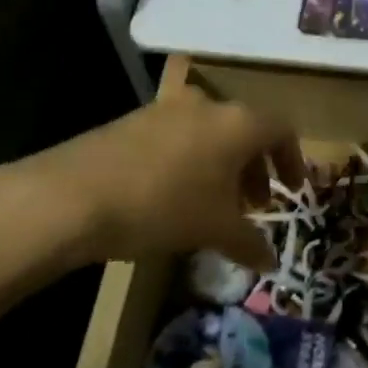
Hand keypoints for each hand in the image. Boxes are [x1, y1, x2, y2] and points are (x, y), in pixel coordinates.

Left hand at [3, 86, 299, 270]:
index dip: (293, 159)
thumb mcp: (215, 229)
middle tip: (255, 204)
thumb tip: (271, 262)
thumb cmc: (164, 206)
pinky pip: (178, 136)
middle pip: (245, 129)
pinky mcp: (133, 120)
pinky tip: (174, 196)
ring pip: (210, 132)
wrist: (74, 195)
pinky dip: (190, 161)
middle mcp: (206, 104)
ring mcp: (165, 109)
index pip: (281, 129)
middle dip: (255, 167)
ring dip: (222, 165)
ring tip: (215, 204)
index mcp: (237, 122)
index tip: (292, 190)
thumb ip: (250, 243)